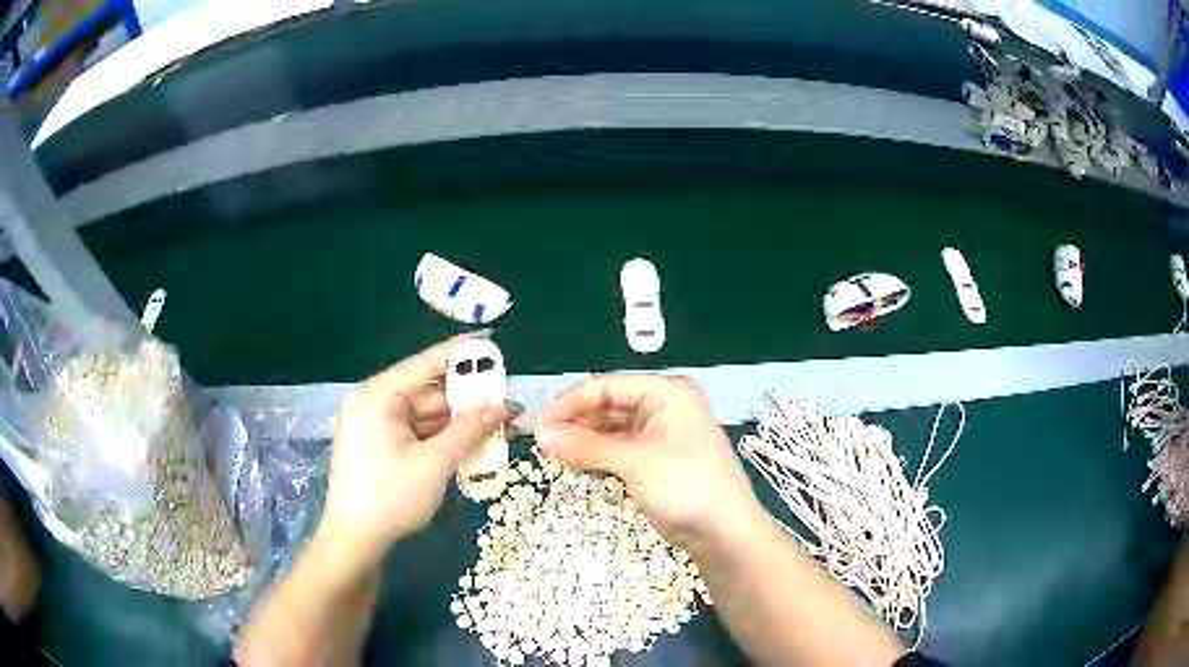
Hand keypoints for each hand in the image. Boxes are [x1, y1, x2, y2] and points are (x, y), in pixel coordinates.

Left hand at [319, 336, 505, 566]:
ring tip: (502, 426)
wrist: (355, 540)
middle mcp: (375, 404)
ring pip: (428, 415)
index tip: (491, 341)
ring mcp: (378, 426)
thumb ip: (469, 430)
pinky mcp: (382, 445)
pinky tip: (476, 443)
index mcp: (378, 397)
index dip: (460, 353)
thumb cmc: (390, 498)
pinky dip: (446, 438)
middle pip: (429, 392)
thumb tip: (504, 406)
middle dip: (469, 400)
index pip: (424, 364)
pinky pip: (420, 433)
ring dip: (462, 423)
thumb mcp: (434, 463)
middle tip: (507, 403)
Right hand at [535, 375, 761, 547]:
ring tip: (553, 453)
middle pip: (610, 406)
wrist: (723, 532)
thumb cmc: (684, 484)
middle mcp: (664, 408)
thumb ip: (586, 446)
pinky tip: (575, 463)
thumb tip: (542, 435)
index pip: (608, 387)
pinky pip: (620, 450)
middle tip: (542, 441)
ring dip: (584, 439)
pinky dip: (598, 455)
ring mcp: (661, 436)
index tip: (539, 423)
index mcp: (666, 394)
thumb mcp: (634, 461)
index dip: (571, 402)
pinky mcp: (657, 462)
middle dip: (576, 421)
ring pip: (613, 429)